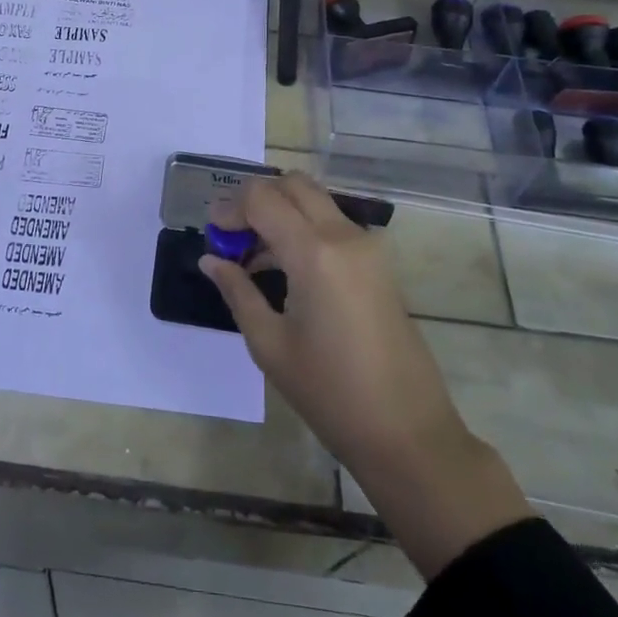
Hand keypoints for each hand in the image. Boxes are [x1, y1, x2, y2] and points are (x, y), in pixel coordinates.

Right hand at [201, 174, 529, 575]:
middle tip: (232, 234)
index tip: (212, 233)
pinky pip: (332, 223)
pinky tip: (284, 266)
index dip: (230, 206)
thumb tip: (210, 260)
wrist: (407, 432)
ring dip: (280, 210)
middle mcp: (344, 235)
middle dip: (256, 198)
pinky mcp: (378, 263)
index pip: (263, 198)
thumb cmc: (329, 392)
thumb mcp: (269, 344)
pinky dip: (303, 226)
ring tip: (253, 254)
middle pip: (292, 184)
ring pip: (315, 199)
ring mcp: (367, 247)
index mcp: (314, 252)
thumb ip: (237, 291)